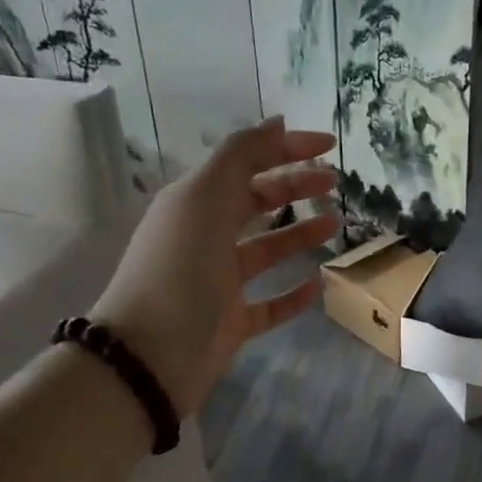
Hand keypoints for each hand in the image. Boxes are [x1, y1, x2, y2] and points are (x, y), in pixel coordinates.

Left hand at [91, 117, 338, 415]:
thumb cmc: (178, 270)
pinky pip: (269, 304)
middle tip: (334, 183)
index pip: (245, 163)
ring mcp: (218, 282)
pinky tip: (319, 284)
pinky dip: (293, 293)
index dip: (286, 149)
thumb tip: (277, 123)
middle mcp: (205, 237)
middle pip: (255, 202)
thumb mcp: (203, 199)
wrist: (147, 358)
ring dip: (298, 234)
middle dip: (294, 187)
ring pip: (265, 250)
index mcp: (195, 202)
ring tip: (334, 225)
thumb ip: (240, 157)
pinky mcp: (230, 323)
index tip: (329, 145)